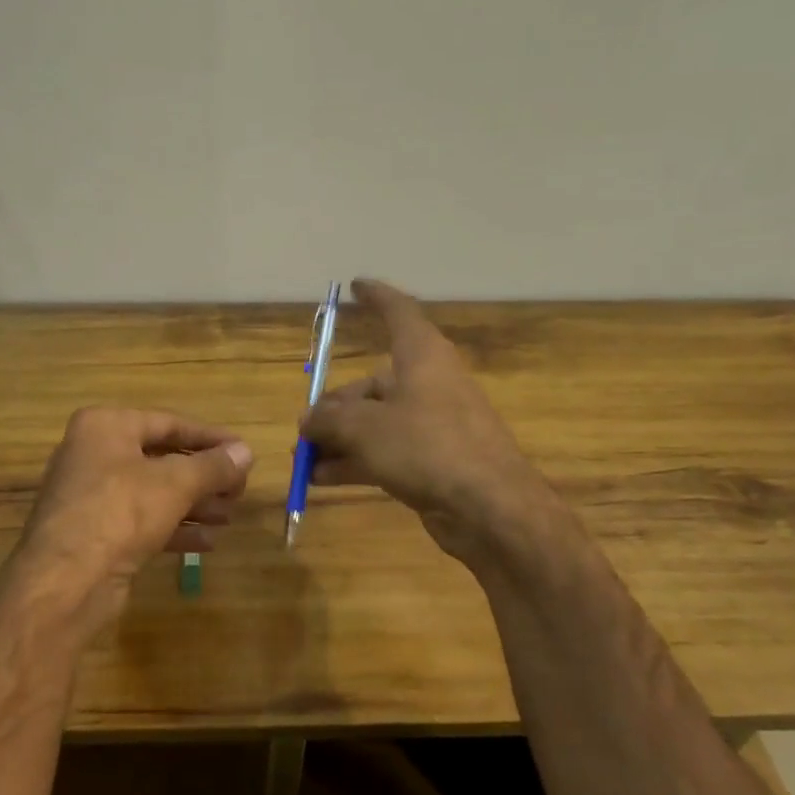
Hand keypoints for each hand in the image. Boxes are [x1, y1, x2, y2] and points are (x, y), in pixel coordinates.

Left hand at [0, 407, 253, 637]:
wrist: (65, 581)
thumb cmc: (120, 512)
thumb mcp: (176, 483)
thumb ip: (213, 466)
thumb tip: (246, 452)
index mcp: (105, 426)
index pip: (169, 423)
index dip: (210, 438)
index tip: (243, 452)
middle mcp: (94, 454)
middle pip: (161, 458)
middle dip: (204, 477)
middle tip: (239, 490)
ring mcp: (92, 496)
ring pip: (153, 493)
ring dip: (194, 504)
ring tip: (229, 516)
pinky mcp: (95, 533)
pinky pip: (142, 522)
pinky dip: (174, 528)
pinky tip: (208, 542)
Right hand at [300, 279, 548, 563]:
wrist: (490, 508)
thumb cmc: (427, 447)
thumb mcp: (365, 428)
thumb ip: (329, 421)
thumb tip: (308, 422)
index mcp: (422, 357)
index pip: (398, 312)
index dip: (376, 297)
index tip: (354, 286)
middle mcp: (428, 384)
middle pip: (372, 384)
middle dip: (333, 408)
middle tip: (304, 431)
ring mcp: (433, 424)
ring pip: (375, 422)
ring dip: (339, 439)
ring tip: (304, 460)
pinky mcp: (433, 460)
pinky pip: (385, 451)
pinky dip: (356, 461)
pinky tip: (323, 480)